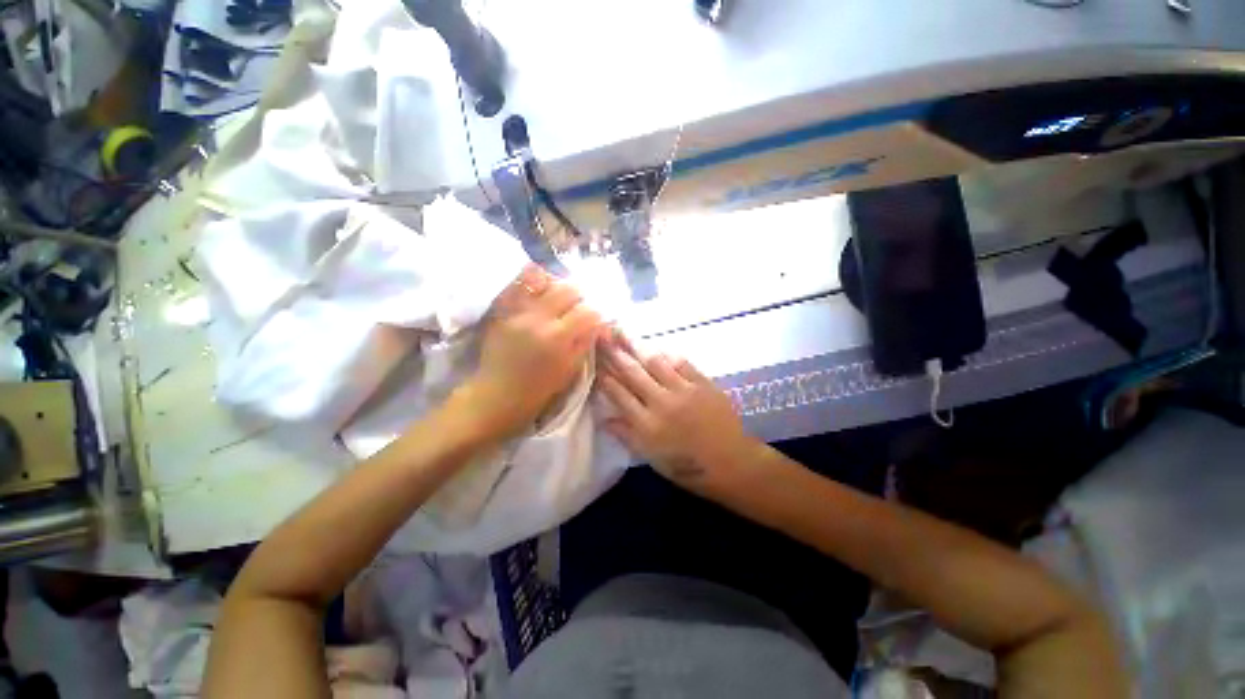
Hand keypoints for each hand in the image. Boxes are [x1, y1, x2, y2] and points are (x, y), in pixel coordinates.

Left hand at [462, 265, 603, 437]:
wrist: (497, 395)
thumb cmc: (538, 390)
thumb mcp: (570, 370)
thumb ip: (585, 342)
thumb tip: (597, 324)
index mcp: (558, 337)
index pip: (588, 312)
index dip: (596, 315)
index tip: (595, 321)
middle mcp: (538, 318)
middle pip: (568, 289)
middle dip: (579, 297)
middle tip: (578, 308)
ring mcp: (517, 311)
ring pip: (543, 279)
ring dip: (556, 286)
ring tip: (557, 298)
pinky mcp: (502, 310)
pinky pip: (518, 284)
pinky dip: (531, 282)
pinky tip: (538, 290)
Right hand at [597, 331, 763, 497]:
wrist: (732, 462)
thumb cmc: (688, 466)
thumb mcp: (653, 458)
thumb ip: (628, 436)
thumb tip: (604, 419)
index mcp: (647, 425)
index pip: (619, 394)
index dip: (605, 376)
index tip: (594, 362)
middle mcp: (662, 403)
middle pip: (633, 373)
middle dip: (614, 354)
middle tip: (602, 336)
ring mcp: (684, 390)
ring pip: (655, 362)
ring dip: (637, 347)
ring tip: (623, 333)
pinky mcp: (703, 383)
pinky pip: (681, 363)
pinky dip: (666, 354)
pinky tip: (657, 347)